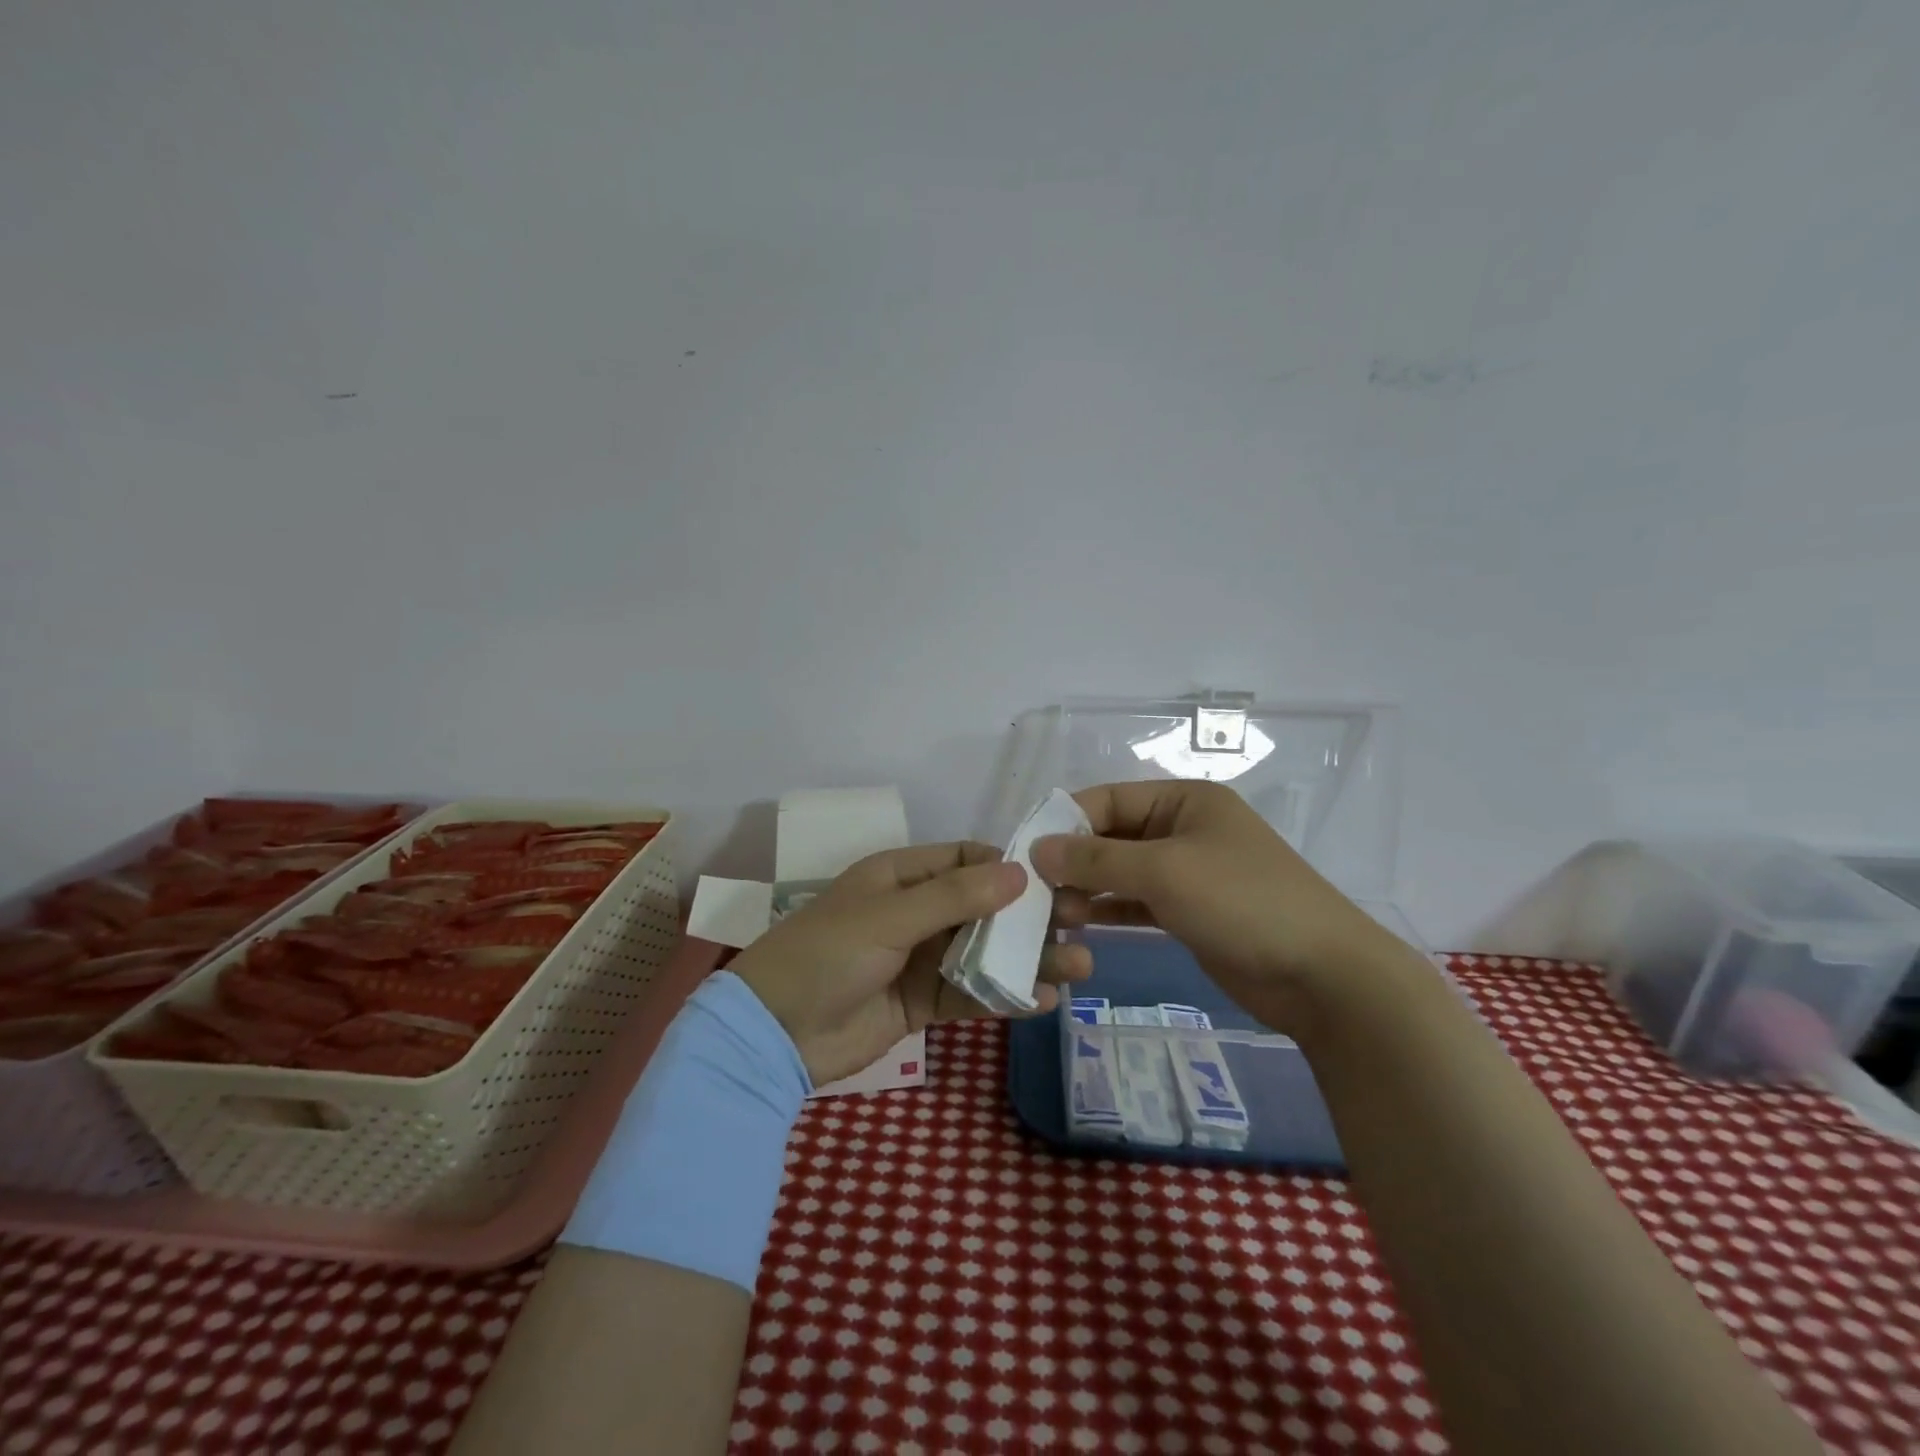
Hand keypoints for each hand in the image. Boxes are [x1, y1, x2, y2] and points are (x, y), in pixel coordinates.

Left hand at [729, 842, 1093, 1086]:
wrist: (772, 1034)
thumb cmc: (826, 955)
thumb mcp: (888, 918)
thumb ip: (954, 897)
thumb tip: (1019, 872)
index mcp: (900, 877)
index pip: (964, 859)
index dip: (1007, 866)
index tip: (1053, 879)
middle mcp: (914, 912)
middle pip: (982, 907)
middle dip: (1029, 916)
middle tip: (1081, 922)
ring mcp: (919, 959)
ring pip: (983, 952)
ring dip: (1027, 959)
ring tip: (1078, 965)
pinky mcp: (921, 1003)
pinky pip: (970, 994)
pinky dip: (1004, 996)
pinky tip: (1043, 1001)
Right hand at [1031, 780, 1401, 1026]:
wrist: (1323, 976)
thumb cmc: (1242, 902)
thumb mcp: (1164, 872)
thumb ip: (1097, 859)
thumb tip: (1038, 848)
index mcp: (1185, 800)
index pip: (1109, 799)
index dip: (1066, 822)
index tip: (1027, 854)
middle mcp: (1185, 828)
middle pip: (1113, 835)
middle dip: (1075, 861)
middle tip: (1038, 894)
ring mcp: (1190, 872)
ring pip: (1123, 871)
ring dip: (1089, 888)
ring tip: (1055, 914)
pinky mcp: (1191, 912)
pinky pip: (1138, 902)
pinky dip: (1111, 909)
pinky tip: (1080, 924)